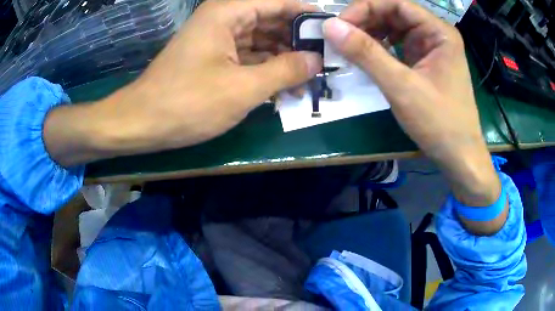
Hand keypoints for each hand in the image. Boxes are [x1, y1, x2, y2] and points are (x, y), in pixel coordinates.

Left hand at [44, 0, 321, 165]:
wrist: (142, 122)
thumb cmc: (188, 102)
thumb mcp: (244, 87)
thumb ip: (286, 69)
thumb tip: (317, 61)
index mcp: (229, 12)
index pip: (280, 3)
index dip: (308, 15)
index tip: (332, 32)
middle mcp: (224, 19)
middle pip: (272, 21)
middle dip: (298, 42)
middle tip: (325, 62)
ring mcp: (217, 39)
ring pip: (261, 41)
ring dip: (284, 60)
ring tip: (309, 79)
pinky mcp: (213, 59)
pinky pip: (247, 57)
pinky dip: (265, 70)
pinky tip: (284, 87)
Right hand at [322, 0, 505, 233]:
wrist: (459, 156)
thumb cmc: (439, 122)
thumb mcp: (401, 86)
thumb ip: (366, 53)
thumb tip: (329, 26)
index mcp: (439, 32)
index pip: (397, 4)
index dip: (365, 8)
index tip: (339, 25)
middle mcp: (436, 35)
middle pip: (394, 15)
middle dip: (366, 22)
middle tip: (340, 37)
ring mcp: (431, 49)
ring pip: (394, 30)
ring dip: (370, 35)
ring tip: (349, 47)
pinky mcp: (425, 63)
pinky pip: (398, 46)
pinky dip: (379, 49)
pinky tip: (366, 58)